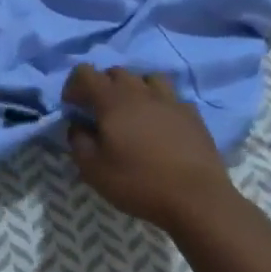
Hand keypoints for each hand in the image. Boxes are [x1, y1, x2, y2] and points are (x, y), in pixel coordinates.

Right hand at [63, 65, 236, 232]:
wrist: (197, 199)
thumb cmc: (139, 183)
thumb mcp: (94, 170)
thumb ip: (78, 142)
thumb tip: (78, 126)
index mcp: (112, 100)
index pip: (85, 73)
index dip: (73, 85)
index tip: (72, 106)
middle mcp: (140, 91)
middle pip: (116, 72)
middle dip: (103, 85)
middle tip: (100, 111)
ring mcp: (169, 100)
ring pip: (147, 78)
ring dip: (135, 89)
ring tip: (133, 111)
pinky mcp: (192, 115)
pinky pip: (172, 98)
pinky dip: (161, 105)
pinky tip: (162, 124)